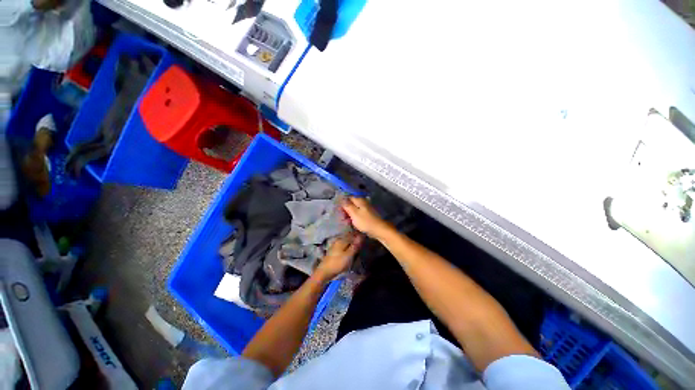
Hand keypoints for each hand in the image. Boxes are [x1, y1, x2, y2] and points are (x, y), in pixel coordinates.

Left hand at [315, 233, 362, 279]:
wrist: (324, 271)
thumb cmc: (338, 263)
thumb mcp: (349, 255)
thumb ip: (355, 245)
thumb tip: (361, 236)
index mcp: (342, 240)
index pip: (352, 234)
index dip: (359, 235)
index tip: (365, 237)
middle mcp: (338, 239)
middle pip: (349, 236)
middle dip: (355, 237)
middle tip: (362, 241)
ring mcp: (335, 244)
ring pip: (346, 240)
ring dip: (351, 241)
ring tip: (357, 245)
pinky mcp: (333, 249)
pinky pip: (343, 244)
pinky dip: (347, 245)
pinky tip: (350, 248)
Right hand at [342, 197, 391, 238]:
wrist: (379, 229)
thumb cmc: (365, 221)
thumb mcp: (354, 213)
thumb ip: (347, 205)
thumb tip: (341, 198)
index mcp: (359, 200)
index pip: (348, 197)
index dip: (342, 203)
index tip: (338, 210)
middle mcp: (363, 202)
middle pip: (351, 203)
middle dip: (346, 209)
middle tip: (341, 216)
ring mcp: (366, 208)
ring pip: (355, 209)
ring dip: (350, 214)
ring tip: (346, 220)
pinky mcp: (368, 214)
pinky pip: (359, 213)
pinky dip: (354, 217)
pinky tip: (352, 222)